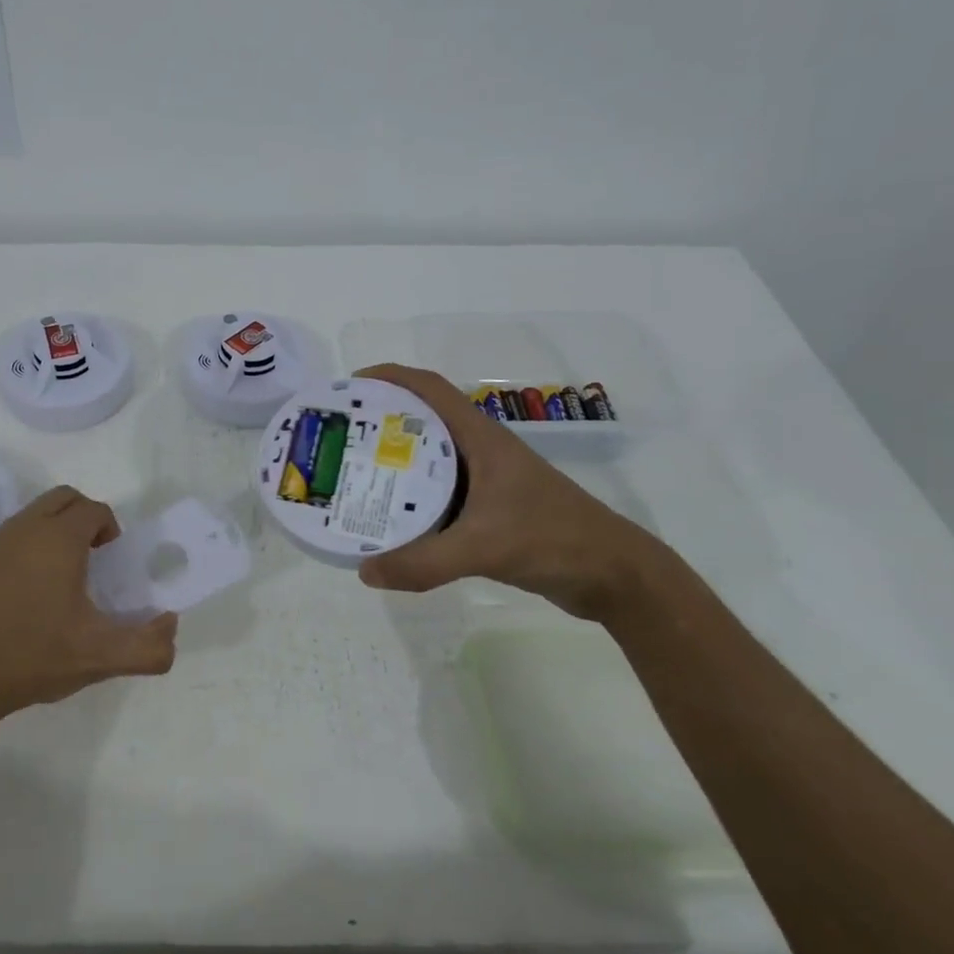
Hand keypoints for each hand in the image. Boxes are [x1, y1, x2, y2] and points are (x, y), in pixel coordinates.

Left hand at [0, 485, 178, 728]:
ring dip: (53, 531)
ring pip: (32, 516)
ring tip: (60, 579)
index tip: (112, 562)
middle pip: (63, 499)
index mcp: (59, 538)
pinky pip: (8, 539)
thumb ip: (147, 646)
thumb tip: (171, 626)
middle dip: (84, 518)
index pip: (95, 509)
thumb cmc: (31, 656)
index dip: (110, 529)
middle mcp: (25, 528)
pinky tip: (23, 596)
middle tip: (92, 558)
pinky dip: (25, 550)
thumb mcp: (98, 657)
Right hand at [354, 364, 670, 620]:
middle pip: (421, 421)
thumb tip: (364, 572)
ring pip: (429, 460)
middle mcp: (480, 451)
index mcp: (480, 438)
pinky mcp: (489, 509)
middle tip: (340, 439)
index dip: (390, 378)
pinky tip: (389, 520)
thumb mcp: (484, 546)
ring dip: (394, 463)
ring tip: (352, 476)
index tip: (350, 388)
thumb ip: (424, 562)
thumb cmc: (553, 539)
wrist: (613, 575)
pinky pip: (439, 495)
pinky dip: (411, 499)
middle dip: (379, 422)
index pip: (429, 388)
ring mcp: (486, 481)